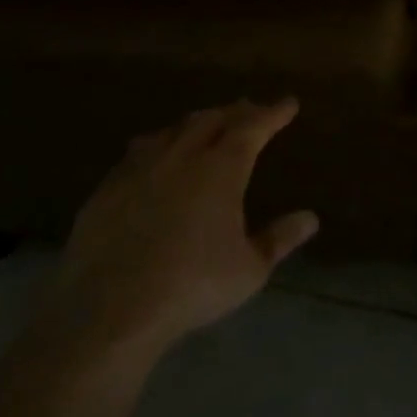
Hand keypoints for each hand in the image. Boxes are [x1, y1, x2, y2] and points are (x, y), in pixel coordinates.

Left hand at [35, 100, 318, 362]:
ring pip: (172, 131)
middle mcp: (182, 158)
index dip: (273, 113)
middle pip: (211, 119)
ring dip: (195, 124)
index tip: (288, 103)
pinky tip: (154, 159)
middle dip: (235, 112)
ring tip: (205, 127)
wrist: (107, 312)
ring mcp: (139, 171)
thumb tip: (310, 218)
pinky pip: (137, 153)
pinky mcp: (105, 191)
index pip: (253, 127)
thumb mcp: (250, 269)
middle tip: (250, 111)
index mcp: (221, 169)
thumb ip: (280, 239)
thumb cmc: (192, 286)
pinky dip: (157, 146)